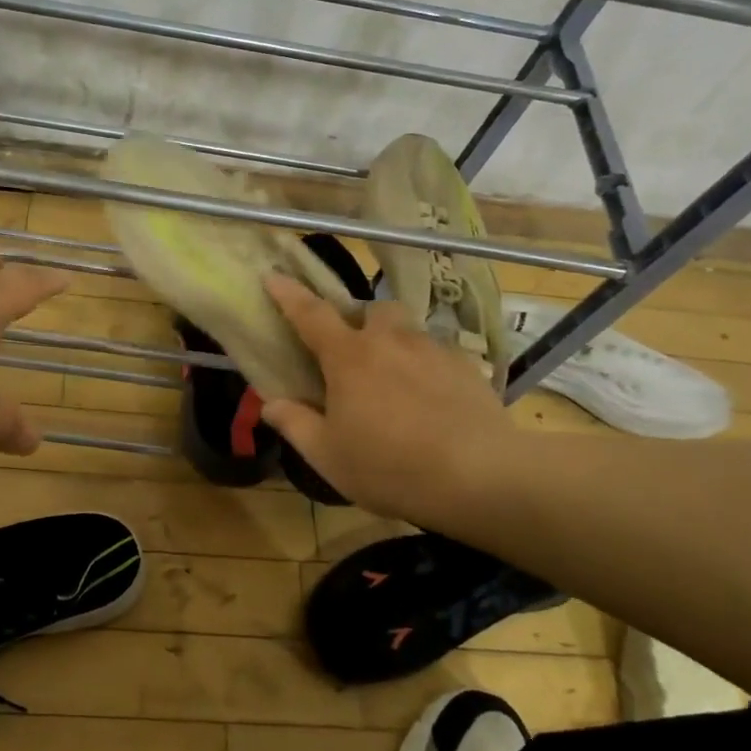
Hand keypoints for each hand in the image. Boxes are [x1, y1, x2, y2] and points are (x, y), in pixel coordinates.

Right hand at [259, 276, 524, 528]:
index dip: (288, 294)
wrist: (480, 475)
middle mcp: (390, 341)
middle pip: (373, 309)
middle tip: (355, 351)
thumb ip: (295, 424)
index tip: (273, 275)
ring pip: (409, 330)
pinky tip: (432, 400)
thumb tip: (270, 403)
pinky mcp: (467, 367)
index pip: (310, 314)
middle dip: (361, 320)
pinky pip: (439, 354)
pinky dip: (427, 367)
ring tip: (398, 379)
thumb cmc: (389, 466)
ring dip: (396, 343)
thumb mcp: (328, 455)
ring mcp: (432, 350)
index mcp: (348, 358)